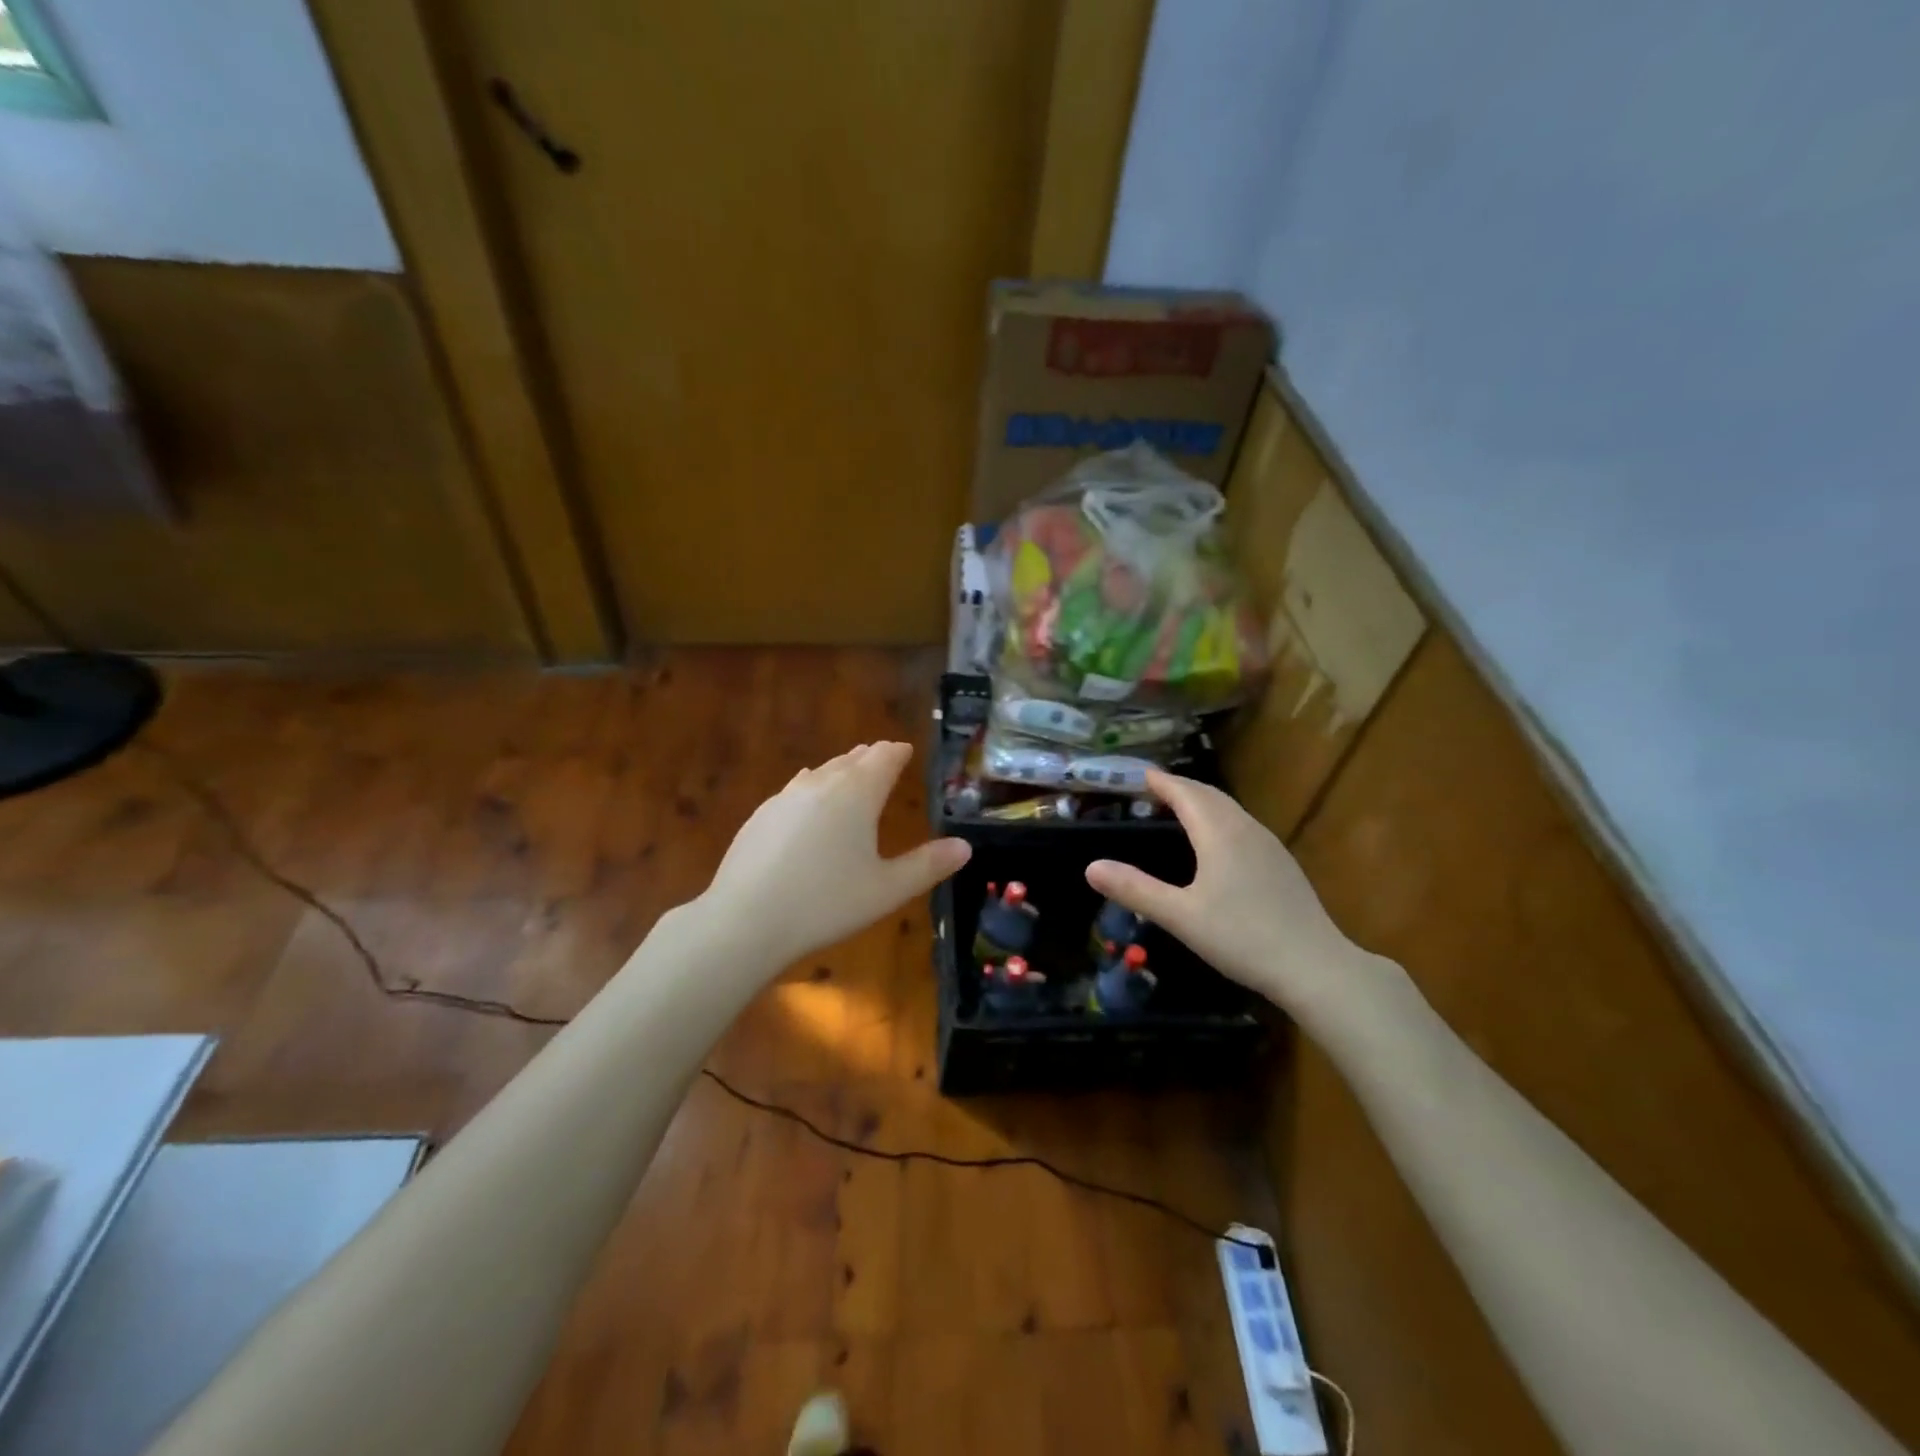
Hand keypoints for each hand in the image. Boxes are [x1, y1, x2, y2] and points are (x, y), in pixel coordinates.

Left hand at [701, 742, 970, 967]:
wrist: (745, 921)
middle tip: (883, 758)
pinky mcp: (760, 816)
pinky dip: (811, 789)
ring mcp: (785, 797)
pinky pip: (795, 790)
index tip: (905, 750)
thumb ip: (928, 865)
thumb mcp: (887, 890)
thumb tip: (965, 847)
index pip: (883, 758)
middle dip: (870, 758)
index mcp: (857, 794)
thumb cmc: (826, 904)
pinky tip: (807, 800)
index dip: (897, 752)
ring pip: (821, 772)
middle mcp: (821, 784)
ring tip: (849, 773)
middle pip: (851, 760)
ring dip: (840, 770)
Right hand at [1084, 770, 1393, 1036]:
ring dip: (1203, 802)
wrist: (1315, 967)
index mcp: (1219, 834)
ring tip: (1181, 808)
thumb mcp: (1180, 916)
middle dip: (1182, 787)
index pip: (1186, 794)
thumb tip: (1091, 867)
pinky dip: (1220, 819)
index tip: (1141, 775)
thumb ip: (1135, 890)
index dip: (1162, 782)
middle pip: (1210, 796)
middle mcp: (1246, 830)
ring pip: (1230, 810)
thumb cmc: (1242, 938)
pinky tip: (1218, 842)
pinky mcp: (1282, 865)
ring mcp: (1269, 846)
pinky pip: (1243, 826)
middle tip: (1155, 789)